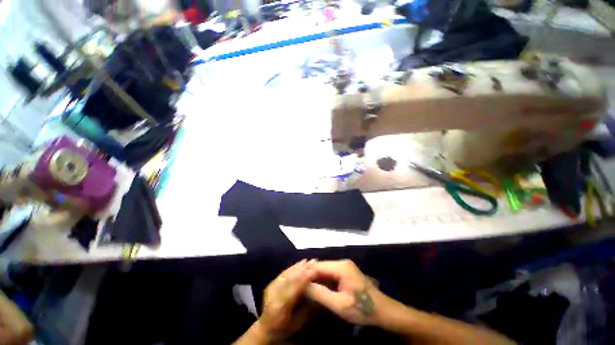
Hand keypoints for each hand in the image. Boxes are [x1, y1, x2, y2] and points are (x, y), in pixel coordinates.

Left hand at [257, 259, 316, 340]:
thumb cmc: (283, 329)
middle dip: (303, 268)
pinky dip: (292, 267)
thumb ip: (307, 309)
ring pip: (287, 273)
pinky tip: (299, 263)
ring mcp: (271, 288)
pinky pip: (283, 273)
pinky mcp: (270, 284)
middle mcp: (274, 294)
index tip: (315, 270)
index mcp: (281, 306)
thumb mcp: (297, 323)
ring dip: (299, 266)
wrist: (264, 328)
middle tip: (314, 261)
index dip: (305, 277)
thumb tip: (318, 293)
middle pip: (291, 278)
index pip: (295, 288)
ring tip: (308, 260)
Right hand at [306, 260, 385, 325]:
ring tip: (305, 288)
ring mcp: (345, 266)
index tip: (295, 283)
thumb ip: (320, 294)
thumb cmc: (362, 308)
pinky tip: (317, 288)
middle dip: (310, 276)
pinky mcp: (346, 272)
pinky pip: (331, 273)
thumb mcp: (339, 305)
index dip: (306, 274)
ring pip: (325, 270)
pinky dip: (323, 280)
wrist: (383, 311)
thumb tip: (303, 285)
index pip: (318, 266)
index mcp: (341, 267)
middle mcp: (342, 263)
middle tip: (299, 286)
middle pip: (321, 266)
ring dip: (316, 278)